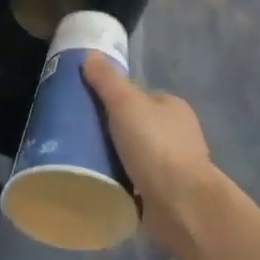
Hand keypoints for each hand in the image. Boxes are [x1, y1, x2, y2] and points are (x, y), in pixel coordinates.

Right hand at [82, 55, 231, 258]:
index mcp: (172, 107)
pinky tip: (100, 185)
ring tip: (82, 163)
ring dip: (114, 159)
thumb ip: (107, 80)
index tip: (85, 109)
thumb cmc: (155, 146)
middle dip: (110, 132)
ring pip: (135, 155)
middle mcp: (177, 134)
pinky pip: (135, 182)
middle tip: (78, 137)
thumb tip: (89, 54)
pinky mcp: (165, 194)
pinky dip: (120, 183)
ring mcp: (173, 166)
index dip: (112, 99)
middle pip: (134, 126)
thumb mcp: (125, 104)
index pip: (138, 97)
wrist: (181, 204)